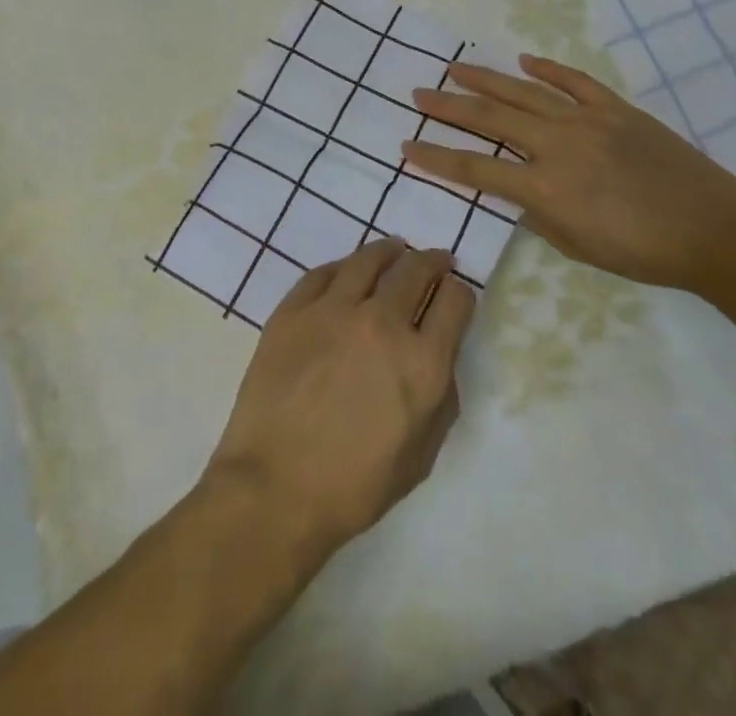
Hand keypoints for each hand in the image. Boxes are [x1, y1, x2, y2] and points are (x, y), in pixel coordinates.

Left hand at [204, 239, 474, 562]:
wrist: (275, 487)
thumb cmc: (355, 486)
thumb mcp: (421, 456)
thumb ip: (441, 399)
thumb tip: (438, 356)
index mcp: (422, 363)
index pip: (454, 302)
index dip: (460, 293)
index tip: (455, 293)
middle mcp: (383, 323)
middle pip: (415, 270)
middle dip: (432, 261)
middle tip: (435, 260)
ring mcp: (334, 310)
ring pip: (369, 259)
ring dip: (389, 251)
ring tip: (395, 249)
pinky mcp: (294, 309)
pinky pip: (323, 273)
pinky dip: (343, 267)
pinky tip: (347, 269)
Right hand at [402, 54, 735, 290]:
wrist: (714, 232)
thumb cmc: (642, 252)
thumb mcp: (577, 246)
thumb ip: (538, 214)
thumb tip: (517, 190)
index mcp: (543, 186)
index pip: (474, 167)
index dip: (436, 157)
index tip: (407, 146)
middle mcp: (556, 145)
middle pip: (490, 117)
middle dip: (448, 106)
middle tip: (419, 94)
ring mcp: (587, 120)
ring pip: (524, 92)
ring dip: (484, 78)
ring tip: (454, 67)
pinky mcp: (616, 109)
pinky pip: (575, 82)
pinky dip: (547, 69)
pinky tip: (523, 59)